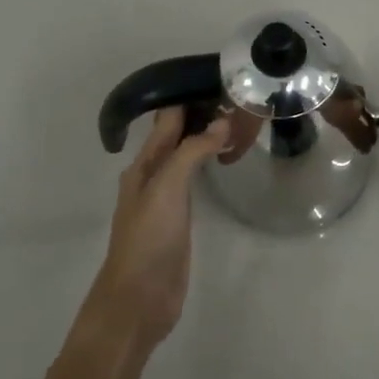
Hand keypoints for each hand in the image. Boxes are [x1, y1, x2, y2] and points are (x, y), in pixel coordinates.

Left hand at [87, 106, 229, 348]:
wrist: (139, 300)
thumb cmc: (148, 240)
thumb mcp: (167, 189)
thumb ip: (191, 152)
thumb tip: (221, 121)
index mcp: (143, 165)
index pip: (167, 120)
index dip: (189, 98)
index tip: (221, 79)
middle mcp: (152, 175)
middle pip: (177, 136)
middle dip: (201, 115)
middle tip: (239, 97)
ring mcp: (166, 198)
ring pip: (186, 156)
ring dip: (205, 138)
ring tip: (238, 120)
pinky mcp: (180, 219)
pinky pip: (195, 180)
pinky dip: (208, 163)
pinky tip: (223, 159)